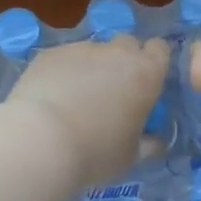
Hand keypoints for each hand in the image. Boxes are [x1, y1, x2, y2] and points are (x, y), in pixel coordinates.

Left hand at [4, 35, 171, 188]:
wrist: (41, 141)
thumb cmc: (96, 152)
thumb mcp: (130, 157)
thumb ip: (147, 144)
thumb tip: (156, 142)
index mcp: (146, 74)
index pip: (160, 49)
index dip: (154, 62)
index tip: (146, 83)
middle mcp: (117, 53)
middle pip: (127, 44)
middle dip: (124, 61)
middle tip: (114, 91)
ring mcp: (82, 49)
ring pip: (94, 51)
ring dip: (93, 67)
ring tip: (77, 98)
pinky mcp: (51, 53)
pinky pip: (65, 58)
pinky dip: (64, 72)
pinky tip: (53, 96)